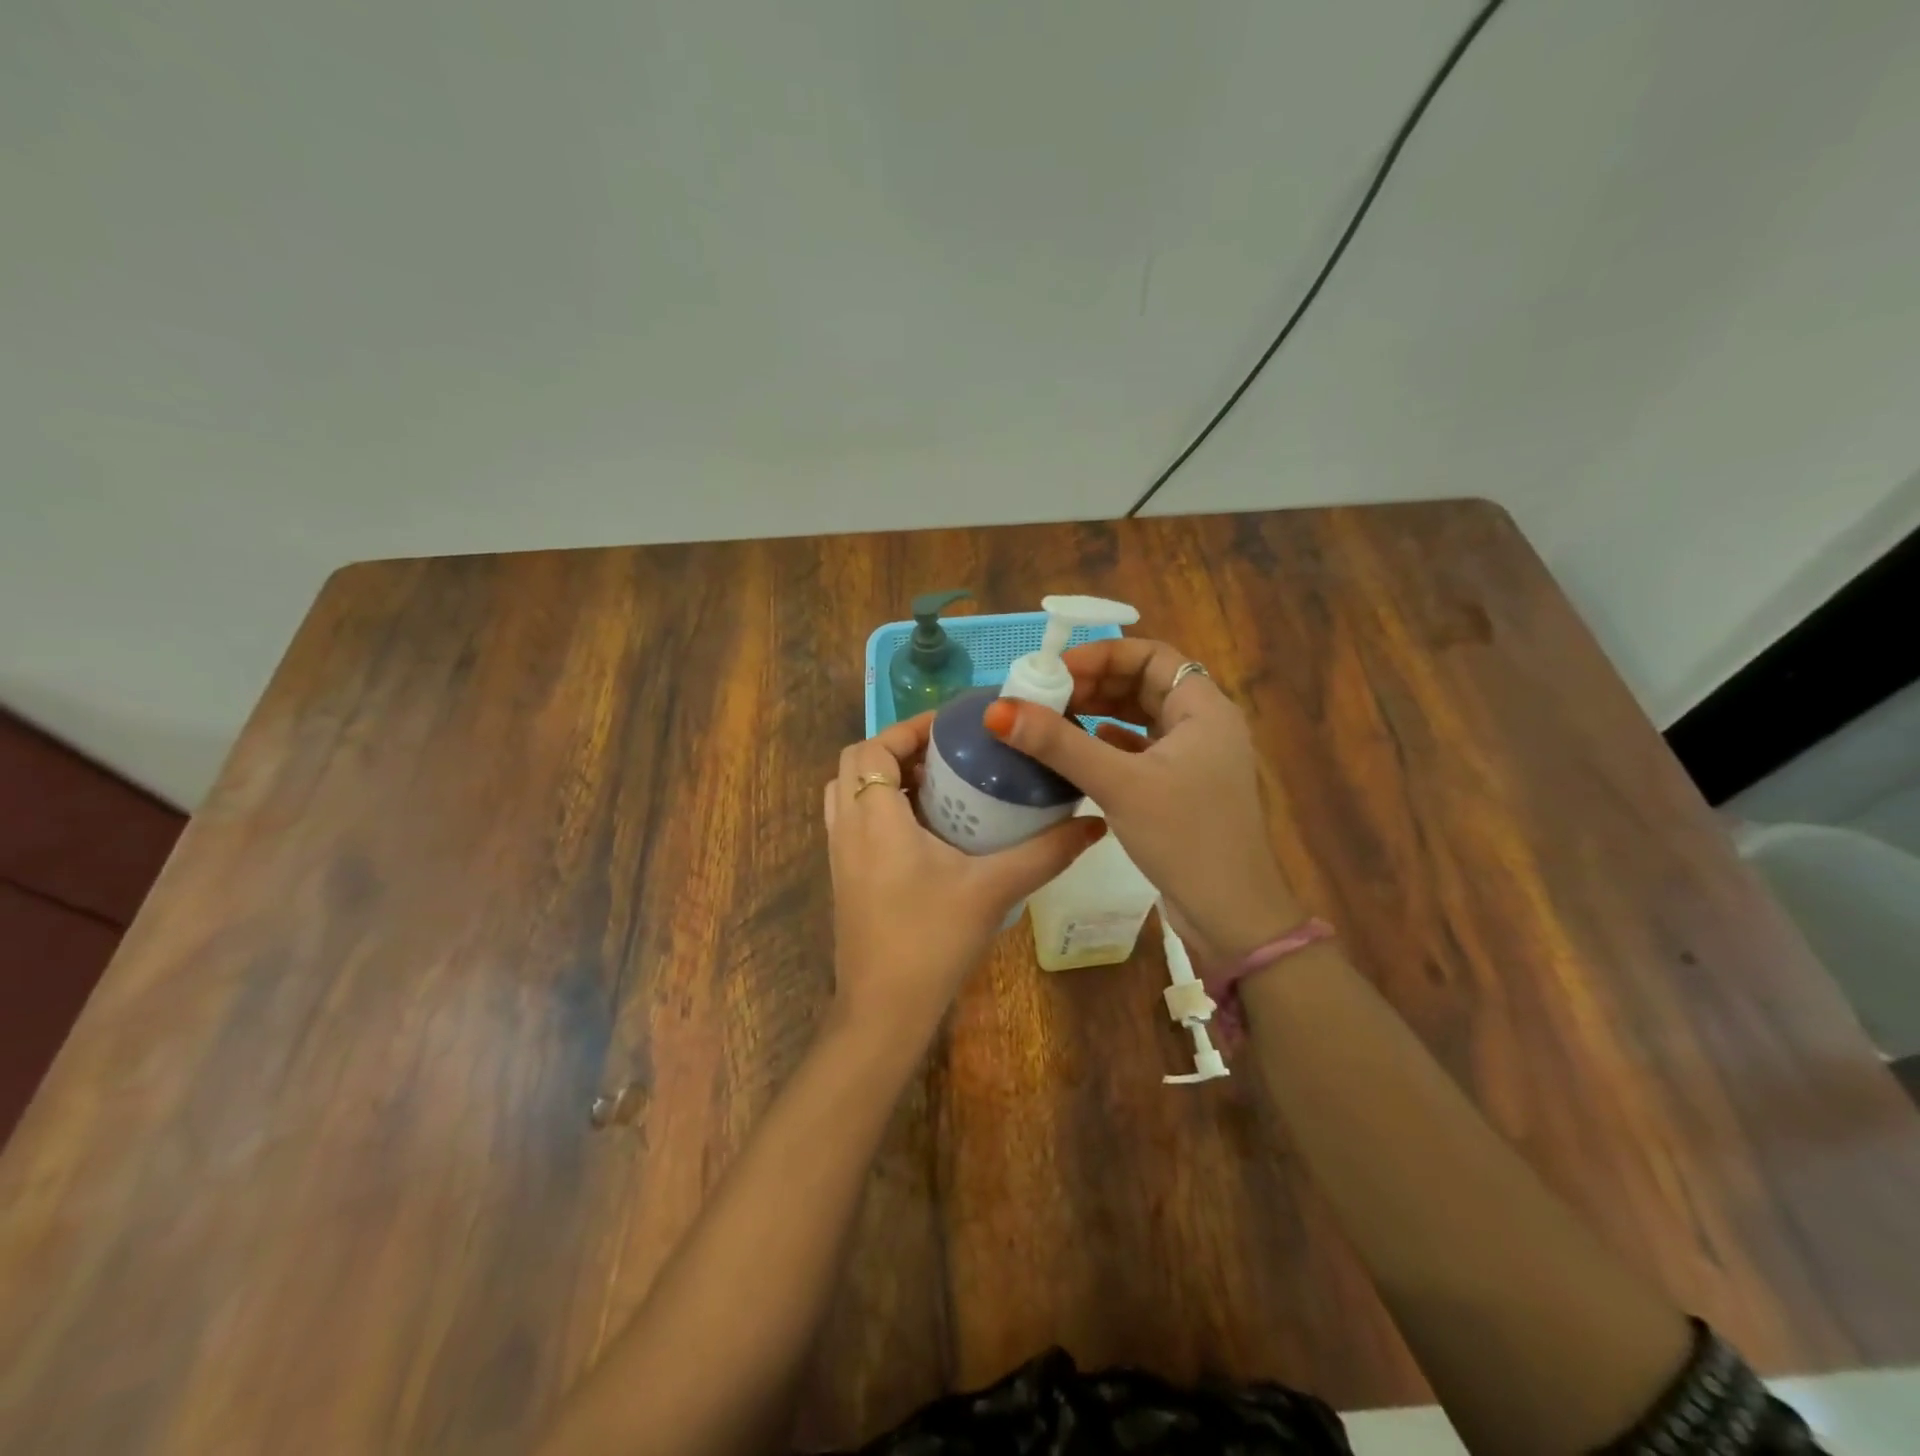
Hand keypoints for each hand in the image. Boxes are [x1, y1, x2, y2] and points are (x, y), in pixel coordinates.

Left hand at [824, 712, 1105, 1045]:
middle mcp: (847, 827)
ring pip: (847, 790)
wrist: (883, 1011)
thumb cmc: (932, 941)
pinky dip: (878, 805)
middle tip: (947, 754)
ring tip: (935, 784)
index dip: (908, 728)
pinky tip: (923, 828)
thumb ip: (1046, 853)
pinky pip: (851, 819)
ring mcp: (839, 854)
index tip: (953, 727)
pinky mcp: (843, 877)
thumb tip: (1095, 824)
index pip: (873, 748)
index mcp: (875, 818)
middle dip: (897, 748)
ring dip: (884, 776)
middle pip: (856, 762)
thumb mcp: (994, 889)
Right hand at [981, 638, 1299, 963]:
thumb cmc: (1184, 837)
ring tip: (1055, 717)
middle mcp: (1205, 726)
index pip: (1153, 656)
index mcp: (1205, 709)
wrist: (1230, 914)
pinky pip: (1143, 750)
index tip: (1056, 671)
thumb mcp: (1118, 784)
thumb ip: (1058, 744)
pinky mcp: (1184, 788)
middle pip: (1146, 684)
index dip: (1103, 655)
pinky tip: (1084, 750)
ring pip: (1143, 718)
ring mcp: (1196, 759)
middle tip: (1047, 695)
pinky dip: (1112, 743)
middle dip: (1096, 684)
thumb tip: (998, 710)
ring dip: (1101, 712)